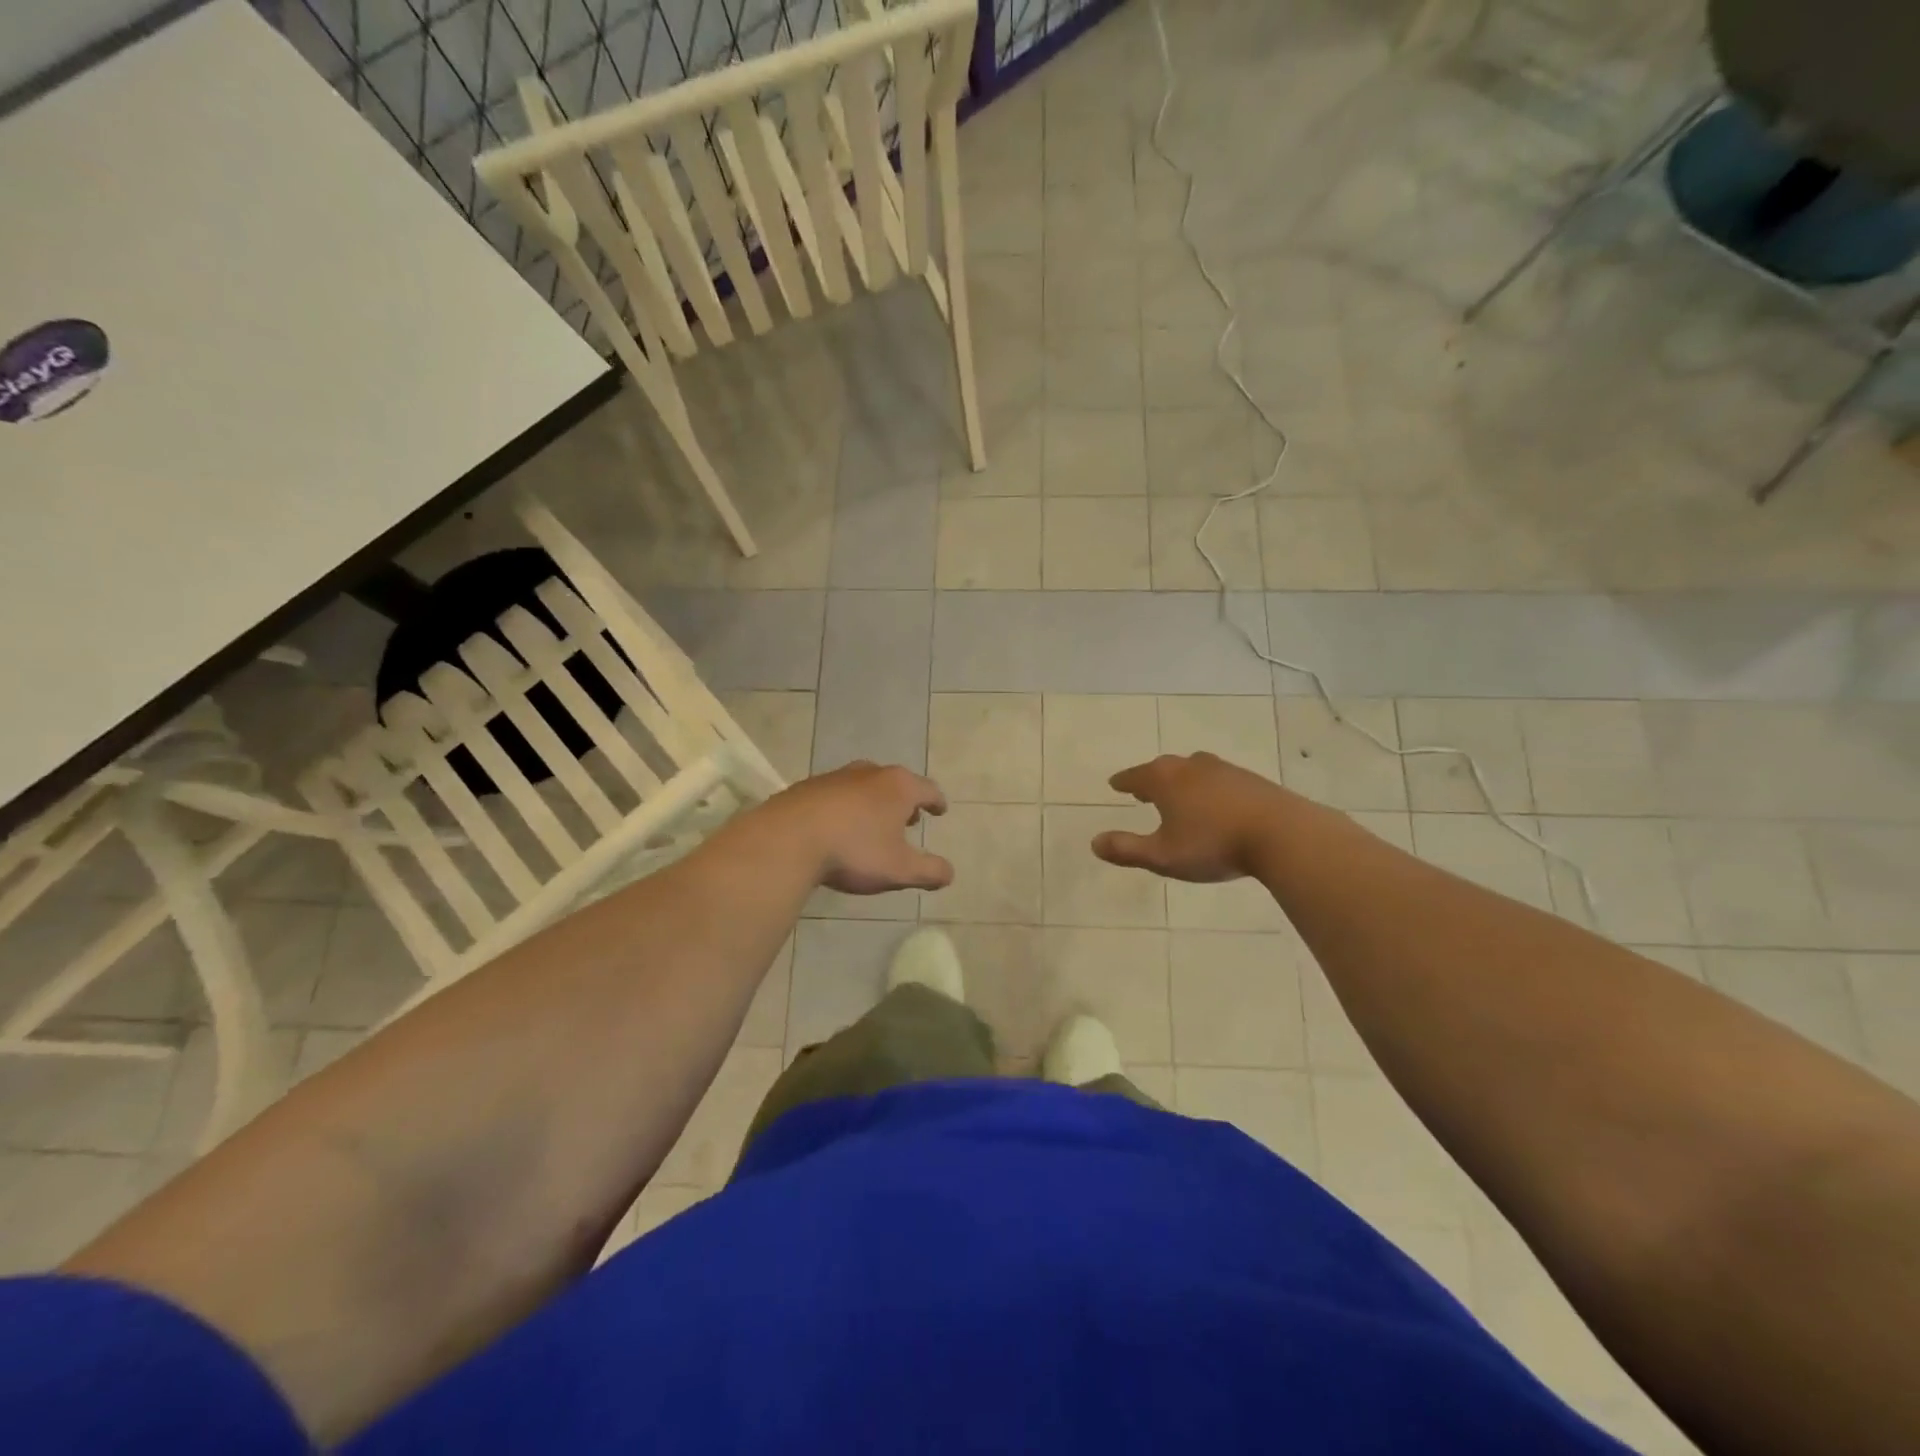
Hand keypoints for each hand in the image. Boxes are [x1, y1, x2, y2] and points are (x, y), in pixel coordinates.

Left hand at [760, 761, 953, 894]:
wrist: (787, 839)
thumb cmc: (854, 851)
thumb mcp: (900, 869)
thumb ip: (929, 871)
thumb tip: (949, 874)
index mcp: (898, 787)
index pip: (927, 789)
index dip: (937, 801)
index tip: (940, 810)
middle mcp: (869, 773)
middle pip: (895, 782)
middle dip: (904, 800)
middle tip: (908, 819)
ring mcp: (835, 777)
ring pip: (863, 785)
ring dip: (873, 802)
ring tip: (873, 823)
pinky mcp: (806, 787)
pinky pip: (835, 795)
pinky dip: (845, 807)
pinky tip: (838, 827)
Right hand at [1091, 753, 1295, 882]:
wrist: (1282, 834)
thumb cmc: (1213, 844)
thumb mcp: (1163, 856)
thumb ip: (1127, 849)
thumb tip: (1094, 842)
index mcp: (1165, 780)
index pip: (1135, 776)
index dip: (1123, 782)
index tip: (1115, 784)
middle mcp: (1191, 766)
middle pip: (1163, 768)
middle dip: (1150, 779)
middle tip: (1142, 791)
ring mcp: (1224, 770)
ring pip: (1193, 770)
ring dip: (1180, 781)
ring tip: (1178, 795)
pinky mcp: (1251, 780)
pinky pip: (1218, 780)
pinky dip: (1207, 788)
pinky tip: (1215, 804)